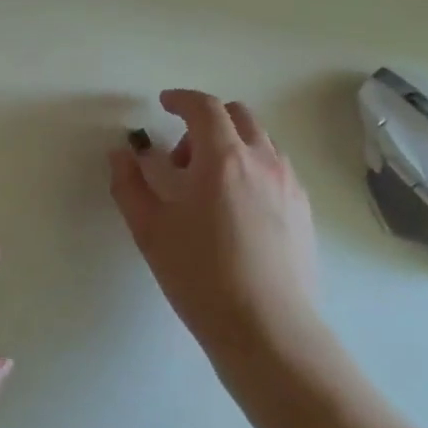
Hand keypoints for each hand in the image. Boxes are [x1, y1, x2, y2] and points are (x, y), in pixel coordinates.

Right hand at [109, 89, 326, 387]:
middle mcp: (263, 161)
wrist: (266, 328)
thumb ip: (129, 184)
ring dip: (230, 146)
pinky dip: (251, 169)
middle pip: (238, 116)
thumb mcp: (149, 230)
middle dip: (206, 122)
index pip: (204, 107)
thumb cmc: (199, 275)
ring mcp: (290, 185)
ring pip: (260, 142)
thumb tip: (122, 154)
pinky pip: (275, 170)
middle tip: (180, 158)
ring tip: (207, 190)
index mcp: (223, 158)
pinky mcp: (304, 210)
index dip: (181, 99)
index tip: (164, 104)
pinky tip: (234, 212)